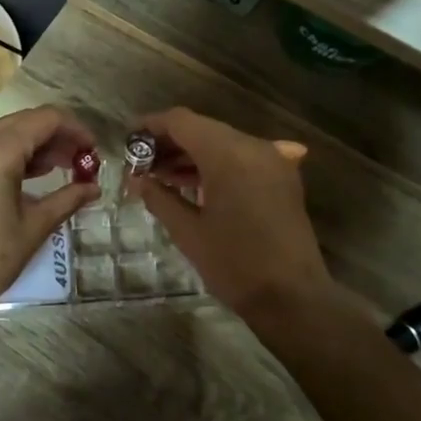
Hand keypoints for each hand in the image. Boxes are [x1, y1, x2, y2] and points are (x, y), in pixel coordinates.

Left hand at [0, 106, 99, 323]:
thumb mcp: (33, 227)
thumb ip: (67, 199)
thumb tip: (94, 188)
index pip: (46, 119)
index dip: (76, 129)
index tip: (94, 150)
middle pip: (25, 121)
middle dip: (57, 136)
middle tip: (82, 160)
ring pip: (4, 133)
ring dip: (35, 144)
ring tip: (62, 168)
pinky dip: (11, 154)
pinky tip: (30, 176)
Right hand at [127, 108, 333, 319]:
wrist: (292, 298)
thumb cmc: (234, 264)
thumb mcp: (188, 231)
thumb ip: (159, 197)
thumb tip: (135, 180)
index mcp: (228, 154)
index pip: (182, 121)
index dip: (151, 126)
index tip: (127, 139)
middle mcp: (254, 147)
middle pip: (203, 129)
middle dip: (170, 142)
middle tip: (140, 163)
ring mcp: (272, 161)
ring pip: (223, 143)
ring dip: (192, 154)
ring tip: (160, 176)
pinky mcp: (281, 178)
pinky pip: (241, 159)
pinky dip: (215, 165)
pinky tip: (193, 185)